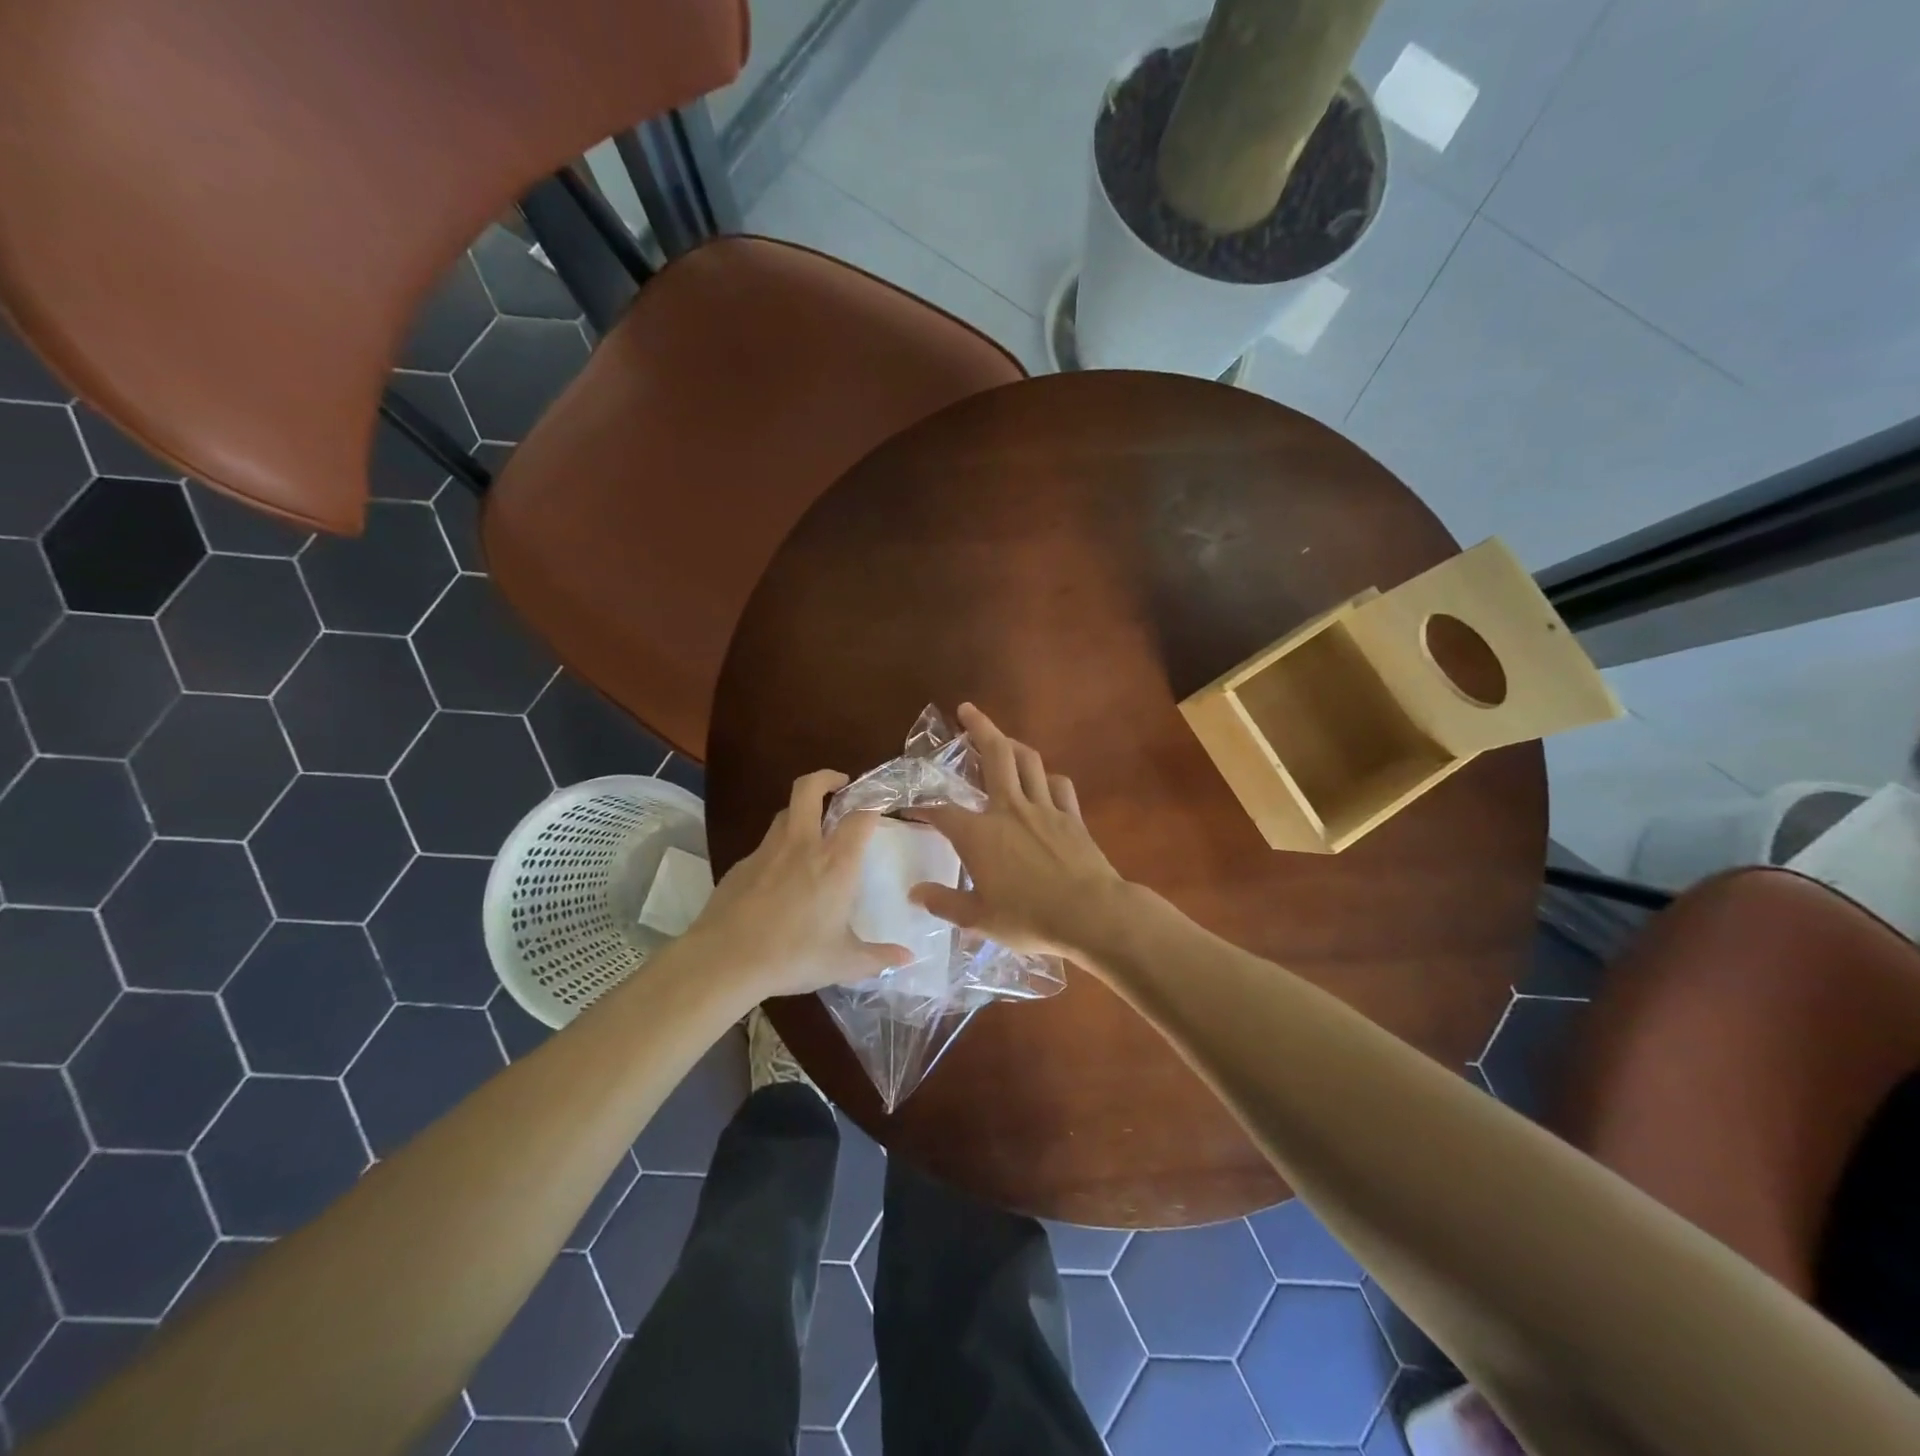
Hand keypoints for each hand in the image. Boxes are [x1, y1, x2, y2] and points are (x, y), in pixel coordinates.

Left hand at [683, 771, 911, 999]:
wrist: (725, 961)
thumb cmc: (793, 957)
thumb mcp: (843, 962)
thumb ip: (879, 957)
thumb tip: (908, 958)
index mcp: (835, 862)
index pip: (859, 815)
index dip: (872, 803)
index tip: (880, 804)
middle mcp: (802, 845)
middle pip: (809, 789)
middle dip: (826, 777)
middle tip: (840, 784)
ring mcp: (767, 851)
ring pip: (785, 812)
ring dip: (801, 810)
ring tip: (812, 827)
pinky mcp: (741, 864)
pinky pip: (766, 844)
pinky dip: (779, 847)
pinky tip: (780, 874)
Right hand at [907, 704, 1128, 959]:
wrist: (1091, 914)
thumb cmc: (1030, 919)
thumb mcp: (979, 919)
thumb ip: (945, 902)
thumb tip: (915, 893)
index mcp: (980, 835)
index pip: (943, 812)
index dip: (923, 808)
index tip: (911, 808)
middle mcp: (1009, 810)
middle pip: (994, 755)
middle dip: (979, 727)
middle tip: (966, 709)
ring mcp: (1044, 808)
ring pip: (1028, 761)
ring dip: (1012, 743)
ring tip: (1001, 739)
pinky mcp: (1072, 816)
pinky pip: (1059, 785)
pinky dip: (1047, 777)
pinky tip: (1043, 780)